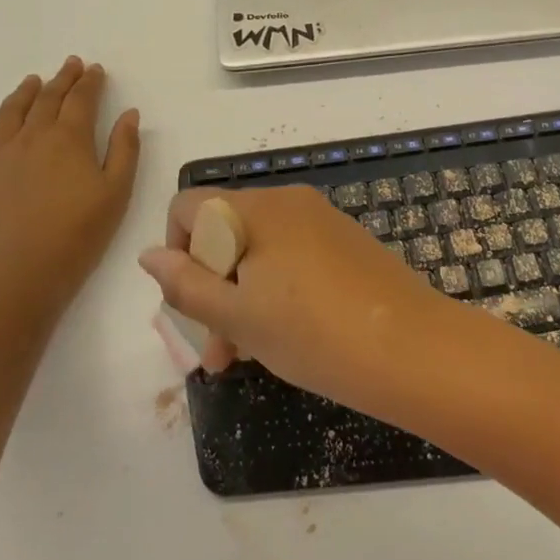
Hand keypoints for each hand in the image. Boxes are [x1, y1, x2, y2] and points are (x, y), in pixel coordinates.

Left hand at [0, 59, 139, 310]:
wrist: (23, 273)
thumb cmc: (80, 233)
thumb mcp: (117, 191)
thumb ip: (124, 149)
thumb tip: (129, 114)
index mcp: (68, 138)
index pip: (80, 99)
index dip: (89, 82)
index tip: (95, 70)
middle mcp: (31, 137)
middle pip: (46, 99)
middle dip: (61, 79)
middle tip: (70, 65)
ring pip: (8, 113)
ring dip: (22, 93)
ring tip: (31, 81)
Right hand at [138, 185, 467, 418]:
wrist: (410, 349)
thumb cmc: (312, 333)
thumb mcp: (236, 316)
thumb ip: (185, 284)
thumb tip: (148, 254)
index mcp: (257, 209)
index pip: (189, 205)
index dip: (177, 250)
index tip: (191, 300)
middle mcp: (289, 202)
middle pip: (224, 232)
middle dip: (210, 288)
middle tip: (216, 351)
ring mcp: (322, 221)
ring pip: (258, 252)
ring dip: (241, 298)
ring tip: (245, 357)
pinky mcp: (347, 243)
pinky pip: (292, 257)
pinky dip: (276, 290)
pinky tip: (284, 338)